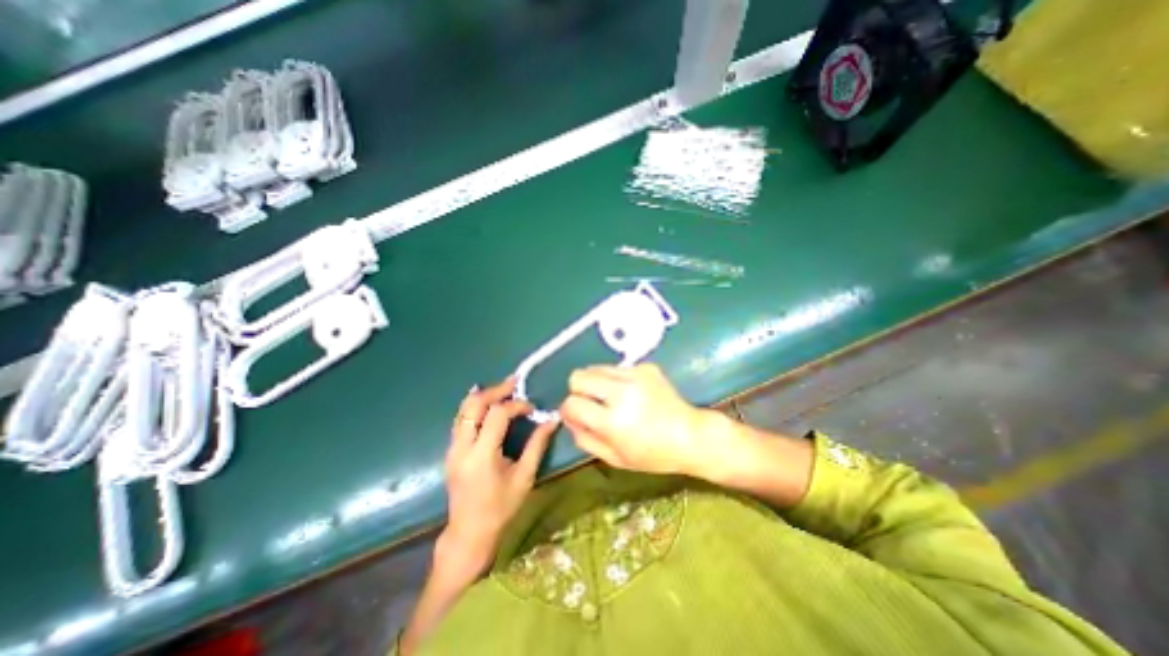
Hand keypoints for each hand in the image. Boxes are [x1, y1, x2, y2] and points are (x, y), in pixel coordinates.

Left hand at [444, 378, 560, 575]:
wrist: (469, 534)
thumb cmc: (501, 508)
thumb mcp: (524, 477)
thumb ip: (537, 445)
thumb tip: (552, 420)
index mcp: (482, 455)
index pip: (497, 415)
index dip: (516, 405)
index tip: (532, 408)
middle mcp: (462, 447)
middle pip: (474, 405)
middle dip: (496, 390)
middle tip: (515, 383)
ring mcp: (452, 448)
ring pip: (463, 409)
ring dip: (484, 395)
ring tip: (503, 388)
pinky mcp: (451, 451)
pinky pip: (460, 419)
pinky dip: (474, 406)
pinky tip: (487, 402)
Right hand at [561, 363, 716, 476]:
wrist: (691, 435)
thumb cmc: (653, 454)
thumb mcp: (615, 458)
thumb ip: (585, 438)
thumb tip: (568, 418)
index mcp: (613, 421)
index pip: (572, 404)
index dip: (567, 410)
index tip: (575, 415)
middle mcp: (621, 392)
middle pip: (578, 376)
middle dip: (577, 390)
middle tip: (590, 403)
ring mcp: (635, 375)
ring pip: (595, 367)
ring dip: (595, 382)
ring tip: (609, 397)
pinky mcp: (646, 367)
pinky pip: (616, 368)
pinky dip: (615, 379)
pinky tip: (630, 393)